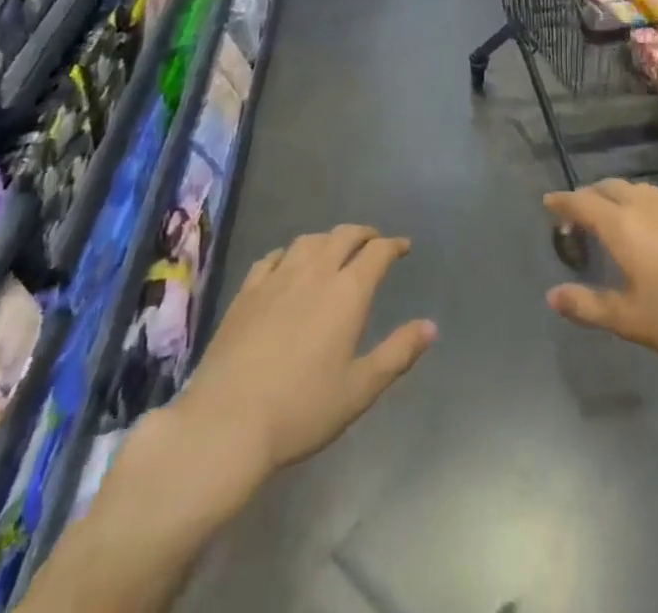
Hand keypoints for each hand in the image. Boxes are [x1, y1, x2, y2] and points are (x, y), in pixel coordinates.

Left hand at [171, 225, 435, 487]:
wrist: (226, 424)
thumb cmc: (301, 410)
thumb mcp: (359, 390)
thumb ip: (397, 353)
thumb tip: (431, 326)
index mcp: (347, 292)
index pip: (377, 252)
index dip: (393, 245)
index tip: (403, 247)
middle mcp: (315, 273)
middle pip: (344, 235)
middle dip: (364, 234)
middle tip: (374, 242)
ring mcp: (277, 278)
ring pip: (309, 240)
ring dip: (329, 239)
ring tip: (335, 249)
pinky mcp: (247, 291)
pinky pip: (274, 256)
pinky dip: (290, 253)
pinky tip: (288, 264)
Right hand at [543, 180, 657, 380]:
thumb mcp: (631, 320)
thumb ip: (588, 305)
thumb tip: (553, 295)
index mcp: (623, 226)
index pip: (583, 203)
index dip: (563, 201)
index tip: (549, 202)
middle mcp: (649, 205)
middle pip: (611, 188)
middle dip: (591, 195)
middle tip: (580, 211)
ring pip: (641, 189)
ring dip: (621, 197)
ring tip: (617, 215)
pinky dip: (651, 205)